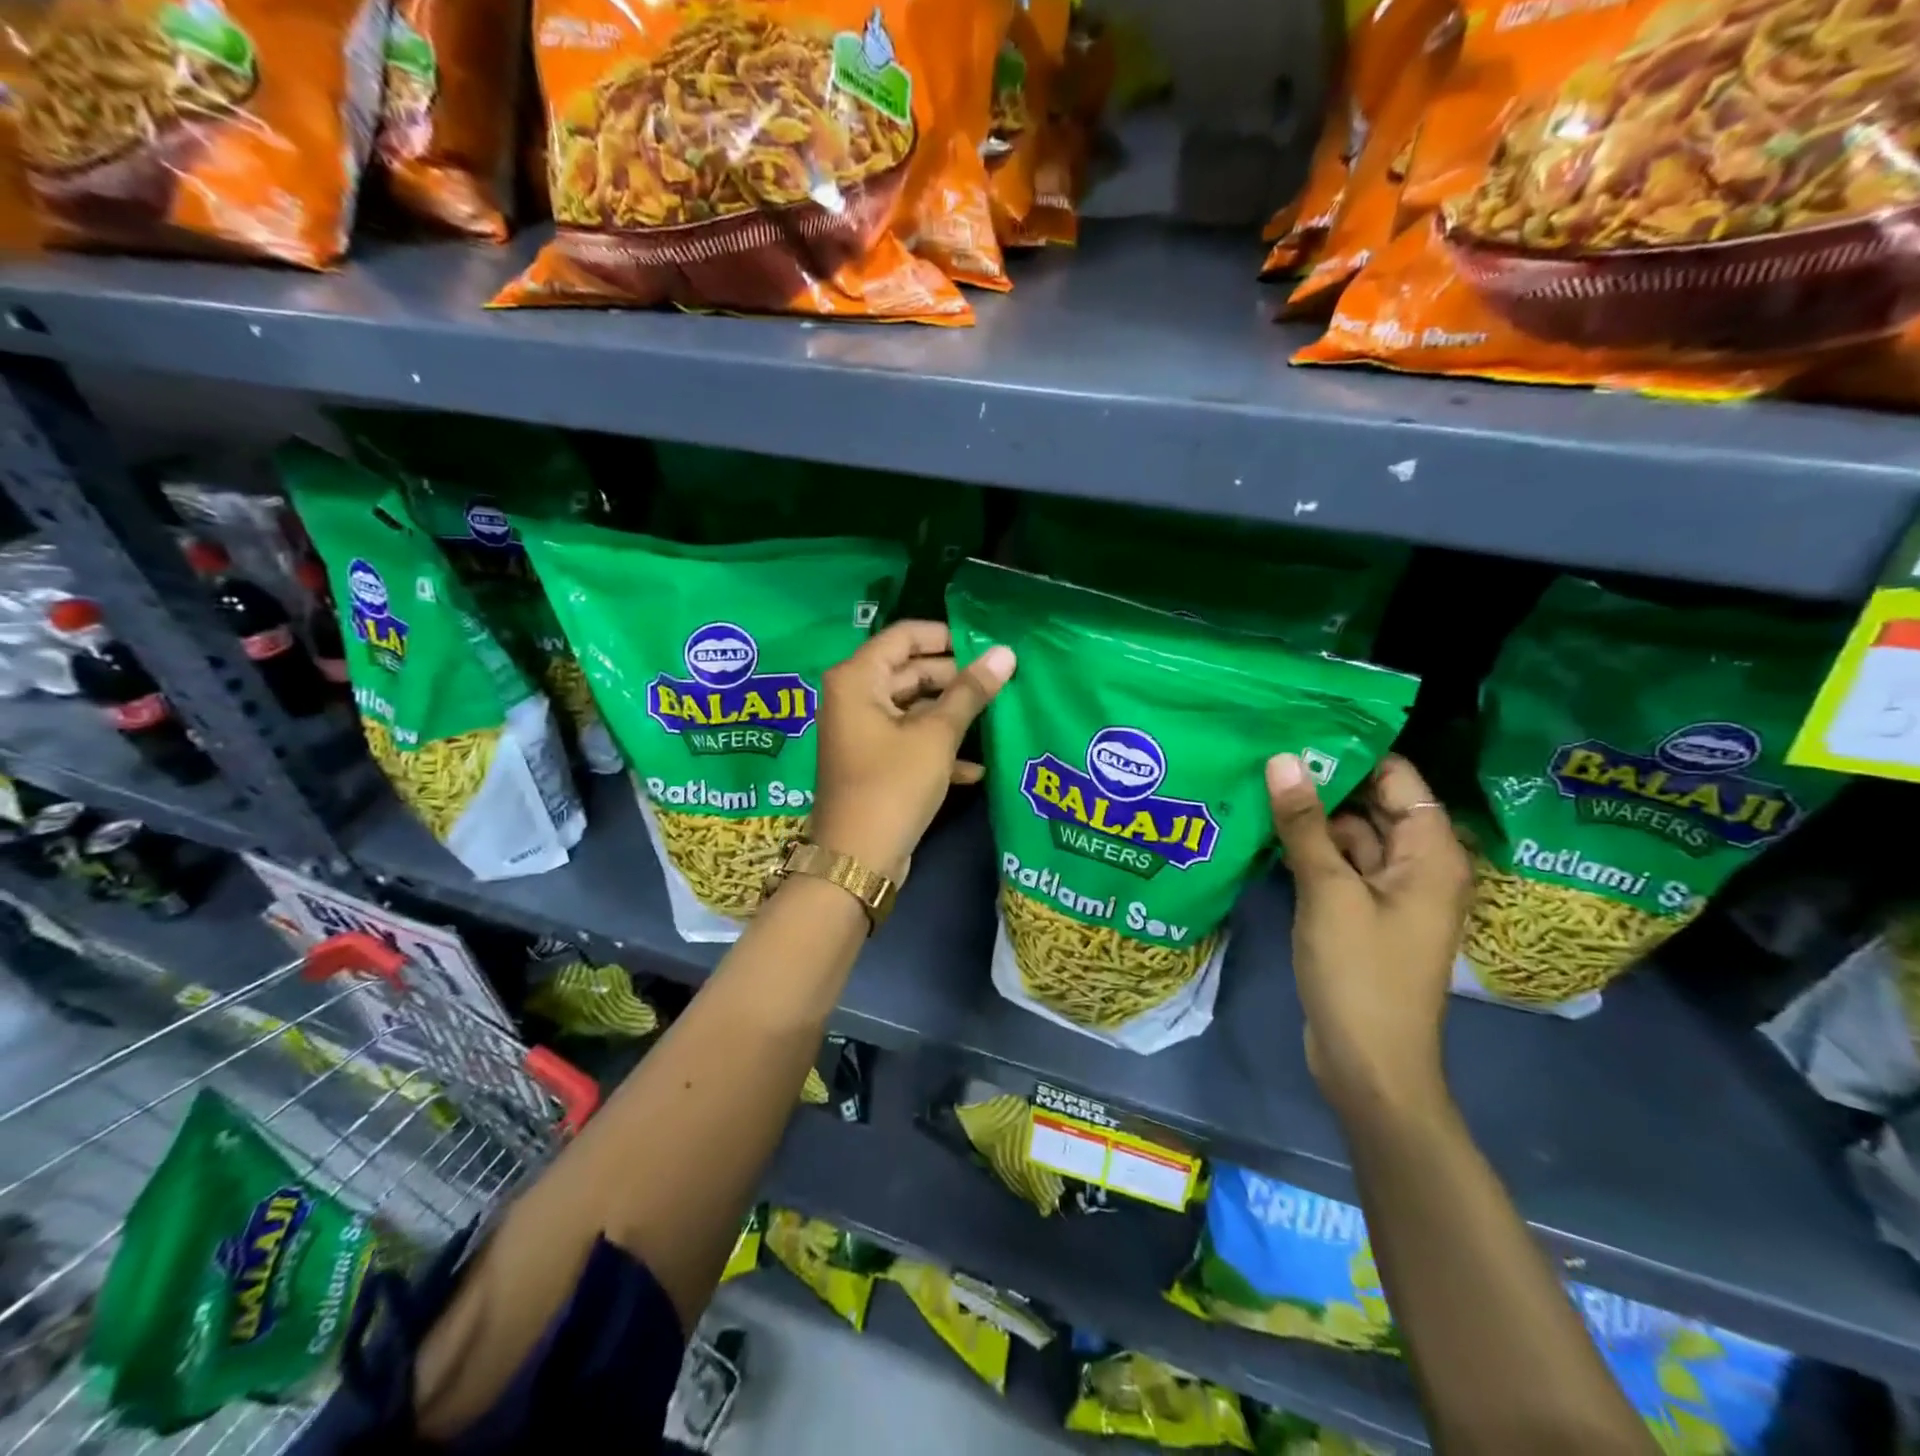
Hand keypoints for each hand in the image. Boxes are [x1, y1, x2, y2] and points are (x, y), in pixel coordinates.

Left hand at [810, 621, 1014, 883]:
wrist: (858, 860)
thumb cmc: (893, 786)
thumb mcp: (936, 736)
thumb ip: (970, 692)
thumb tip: (1005, 653)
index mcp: (857, 679)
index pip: (904, 636)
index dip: (946, 636)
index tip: (985, 646)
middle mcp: (853, 697)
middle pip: (910, 671)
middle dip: (954, 678)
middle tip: (999, 683)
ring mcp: (862, 731)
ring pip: (913, 707)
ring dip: (951, 714)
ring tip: (996, 715)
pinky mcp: (874, 762)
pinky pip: (909, 740)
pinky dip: (938, 747)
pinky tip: (976, 767)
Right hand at [1266, 753, 1471, 1115]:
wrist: (1368, 1064)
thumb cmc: (1360, 974)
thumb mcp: (1329, 892)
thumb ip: (1305, 824)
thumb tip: (1283, 759)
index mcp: (1429, 853)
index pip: (1398, 778)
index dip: (1354, 750)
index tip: (1300, 725)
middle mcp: (1416, 865)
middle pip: (1371, 804)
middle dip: (1324, 780)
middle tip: (1265, 749)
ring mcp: (1387, 892)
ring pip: (1349, 835)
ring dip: (1309, 816)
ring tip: (1256, 781)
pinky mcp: (1361, 913)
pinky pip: (1336, 865)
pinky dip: (1307, 849)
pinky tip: (1264, 831)